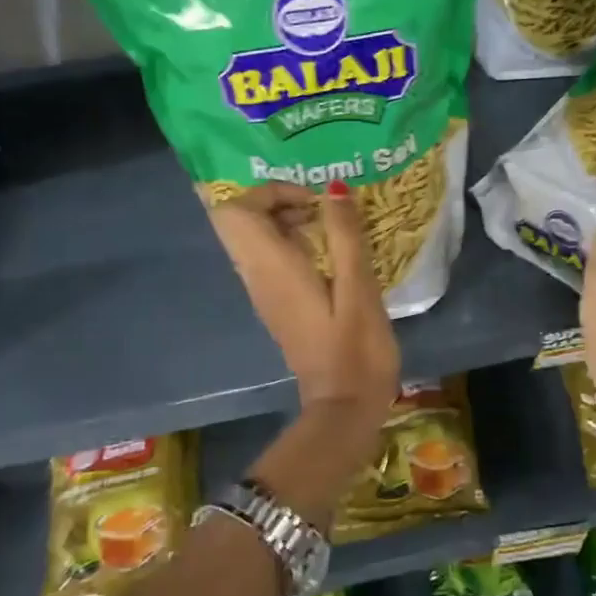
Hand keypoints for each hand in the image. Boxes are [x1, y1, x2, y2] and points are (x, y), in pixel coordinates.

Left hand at [207, 180, 400, 463]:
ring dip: (287, 222)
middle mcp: (258, 277)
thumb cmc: (356, 348)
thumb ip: (345, 235)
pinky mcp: (278, 305)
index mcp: (272, 268)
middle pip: (239, 220)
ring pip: (254, 239)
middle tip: (321, 210)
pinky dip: (292, 244)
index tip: (314, 201)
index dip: (270, 192)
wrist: (345, 406)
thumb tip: (334, 188)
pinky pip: (270, 259)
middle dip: (277, 202)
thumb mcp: (359, 287)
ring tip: (333, 230)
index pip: (235, 211)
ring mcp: (264, 293)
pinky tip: (331, 257)